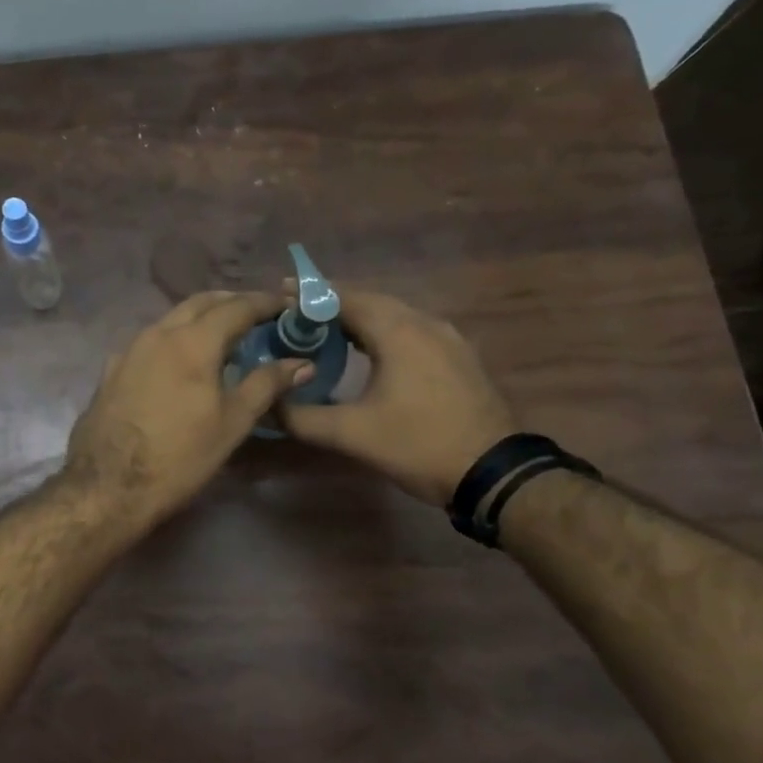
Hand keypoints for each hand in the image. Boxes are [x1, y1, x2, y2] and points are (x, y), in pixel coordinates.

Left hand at [65, 292, 311, 528]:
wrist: (107, 486)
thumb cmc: (179, 456)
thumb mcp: (232, 423)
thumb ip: (266, 385)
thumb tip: (302, 363)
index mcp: (193, 341)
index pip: (237, 307)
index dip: (265, 303)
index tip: (286, 305)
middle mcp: (158, 333)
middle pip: (200, 303)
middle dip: (231, 302)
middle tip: (256, 314)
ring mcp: (129, 349)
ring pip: (171, 319)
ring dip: (200, 318)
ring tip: (222, 336)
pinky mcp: (111, 370)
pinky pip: (150, 341)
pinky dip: (174, 339)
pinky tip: (179, 362)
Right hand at [280, 291, 515, 506]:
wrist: (494, 472)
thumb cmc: (419, 445)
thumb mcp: (353, 435)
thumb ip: (304, 418)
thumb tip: (268, 407)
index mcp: (398, 332)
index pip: (346, 299)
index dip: (311, 294)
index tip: (281, 291)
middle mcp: (425, 324)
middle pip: (372, 301)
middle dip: (334, 304)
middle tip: (299, 314)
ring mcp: (448, 339)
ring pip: (395, 315)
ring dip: (360, 318)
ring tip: (328, 331)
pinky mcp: (459, 357)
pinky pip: (413, 331)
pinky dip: (384, 332)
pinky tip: (370, 353)